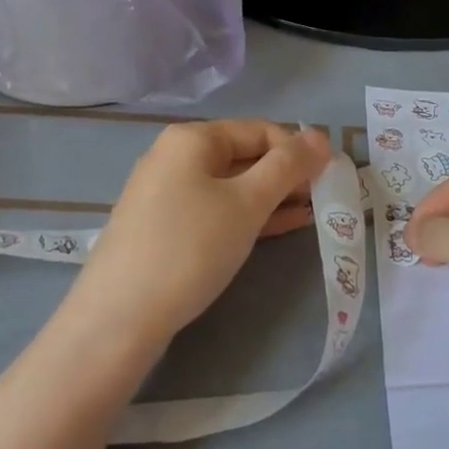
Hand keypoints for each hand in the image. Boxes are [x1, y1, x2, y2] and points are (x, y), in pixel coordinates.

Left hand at [73, 120, 333, 348]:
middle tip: (324, 199)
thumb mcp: (247, 202)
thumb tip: (321, 137)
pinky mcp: (164, 227)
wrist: (119, 318)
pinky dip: (249, 215)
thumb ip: (288, 166)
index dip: (298, 151)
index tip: (330, 178)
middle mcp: (175, 157)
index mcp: (192, 139)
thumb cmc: (190, 247)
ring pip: (232, 186)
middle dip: (287, 175)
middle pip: (245, 155)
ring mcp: (166, 193)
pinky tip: (281, 227)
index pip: (260, 130)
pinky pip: (216, 209)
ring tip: (312, 213)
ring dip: (273, 197)